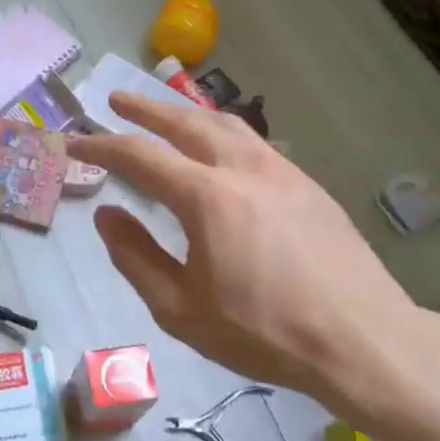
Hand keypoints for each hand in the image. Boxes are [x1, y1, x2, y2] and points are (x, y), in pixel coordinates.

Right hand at [69, 94, 430, 418]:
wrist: (364, 341)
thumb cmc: (264, 333)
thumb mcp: (181, 309)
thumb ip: (135, 256)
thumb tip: (106, 214)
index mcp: (207, 197)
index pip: (140, 156)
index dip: (102, 146)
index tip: (75, 142)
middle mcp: (242, 168)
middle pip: (184, 121)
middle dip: (145, 108)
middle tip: (116, 99)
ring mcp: (280, 171)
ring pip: (224, 123)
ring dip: (186, 112)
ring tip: (165, 111)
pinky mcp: (307, 184)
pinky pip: (253, 141)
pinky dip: (221, 131)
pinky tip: (220, 147)